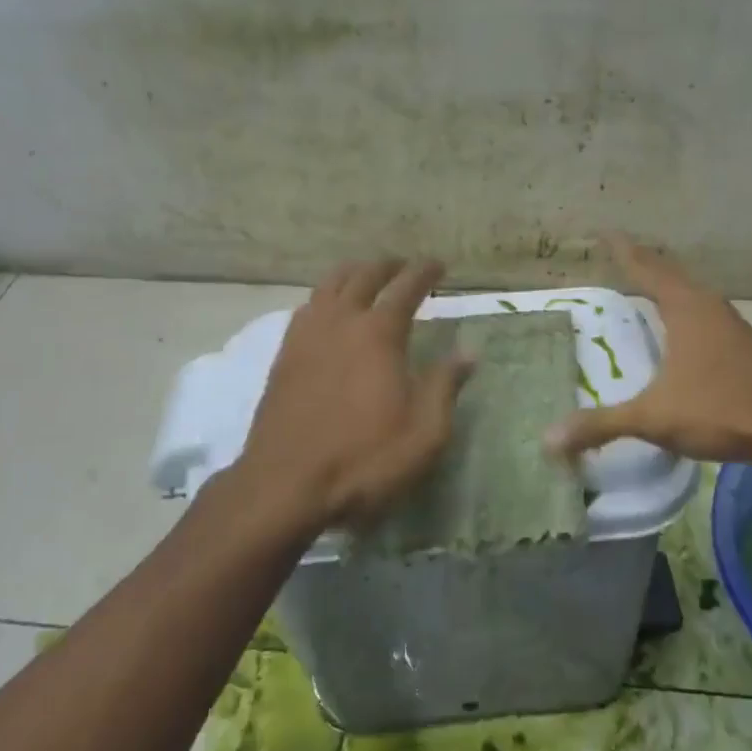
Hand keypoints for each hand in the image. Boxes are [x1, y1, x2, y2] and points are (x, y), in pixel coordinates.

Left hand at [235, 258, 471, 532]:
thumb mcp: (424, 434)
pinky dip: (325, 296)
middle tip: (405, 267)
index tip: (439, 265)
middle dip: (388, 265)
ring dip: (354, 274)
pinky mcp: (284, 355)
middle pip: (364, 276)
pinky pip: (307, 307)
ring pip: (330, 285)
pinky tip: (328, 311)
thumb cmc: (363, 460)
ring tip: (367, 277)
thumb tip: (467, 353)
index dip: (425, 272)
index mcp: (378, 334)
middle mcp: (340, 322)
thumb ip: (445, 386)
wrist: (284, 485)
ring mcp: (306, 336)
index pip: (406, 287)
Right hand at [544, 234, 751, 467]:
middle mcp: (708, 307)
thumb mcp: (654, 418)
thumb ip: (601, 425)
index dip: (623, 251)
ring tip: (645, 283)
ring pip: (690, 292)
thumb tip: (549, 439)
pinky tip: (680, 327)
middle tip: (618, 252)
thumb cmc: (721, 409)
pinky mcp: (743, 345)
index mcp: (685, 308)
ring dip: (666, 284)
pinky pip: (702, 311)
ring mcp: (730, 325)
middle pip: (669, 273)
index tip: (605, 232)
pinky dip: (682, 306)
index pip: (646, 268)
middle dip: (643, 262)